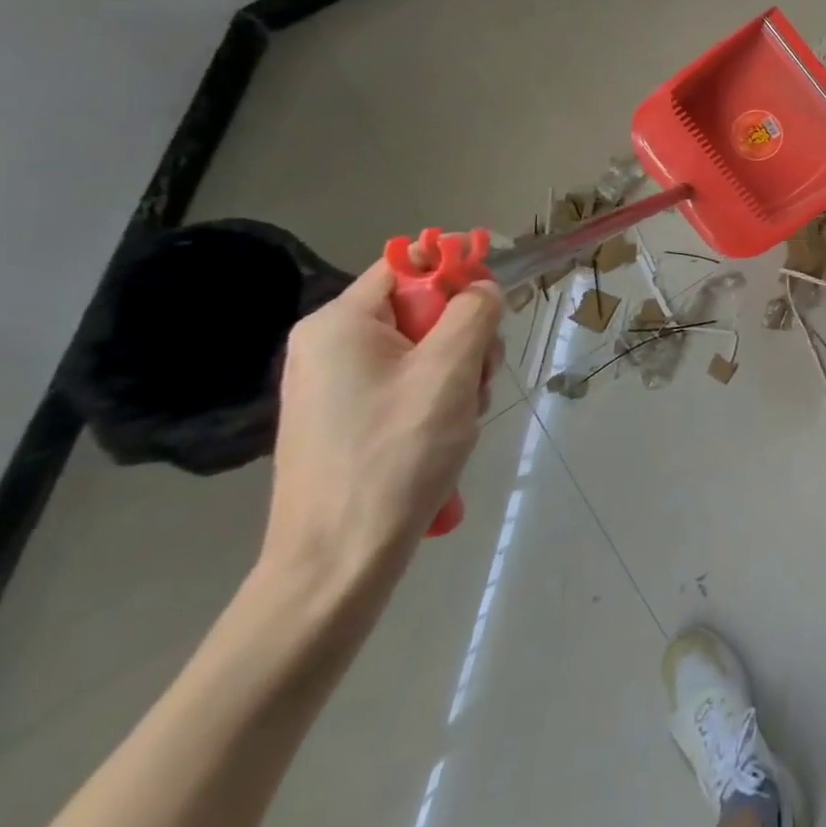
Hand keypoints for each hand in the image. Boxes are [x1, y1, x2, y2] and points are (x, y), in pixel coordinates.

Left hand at [260, 262, 502, 589]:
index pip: (409, 263)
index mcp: (339, 324)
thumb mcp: (451, 371)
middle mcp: (328, 346)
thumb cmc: (395, 455)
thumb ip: (474, 311)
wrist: (337, 563)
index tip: (497, 296)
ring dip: (459, 371)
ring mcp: (335, 385)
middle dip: (465, 335)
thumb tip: (481, 286)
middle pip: (421, 308)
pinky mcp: (346, 417)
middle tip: (479, 376)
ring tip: (462, 415)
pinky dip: (438, 397)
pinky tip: (446, 432)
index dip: (458, 267)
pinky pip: (407, 382)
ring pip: (423, 348)